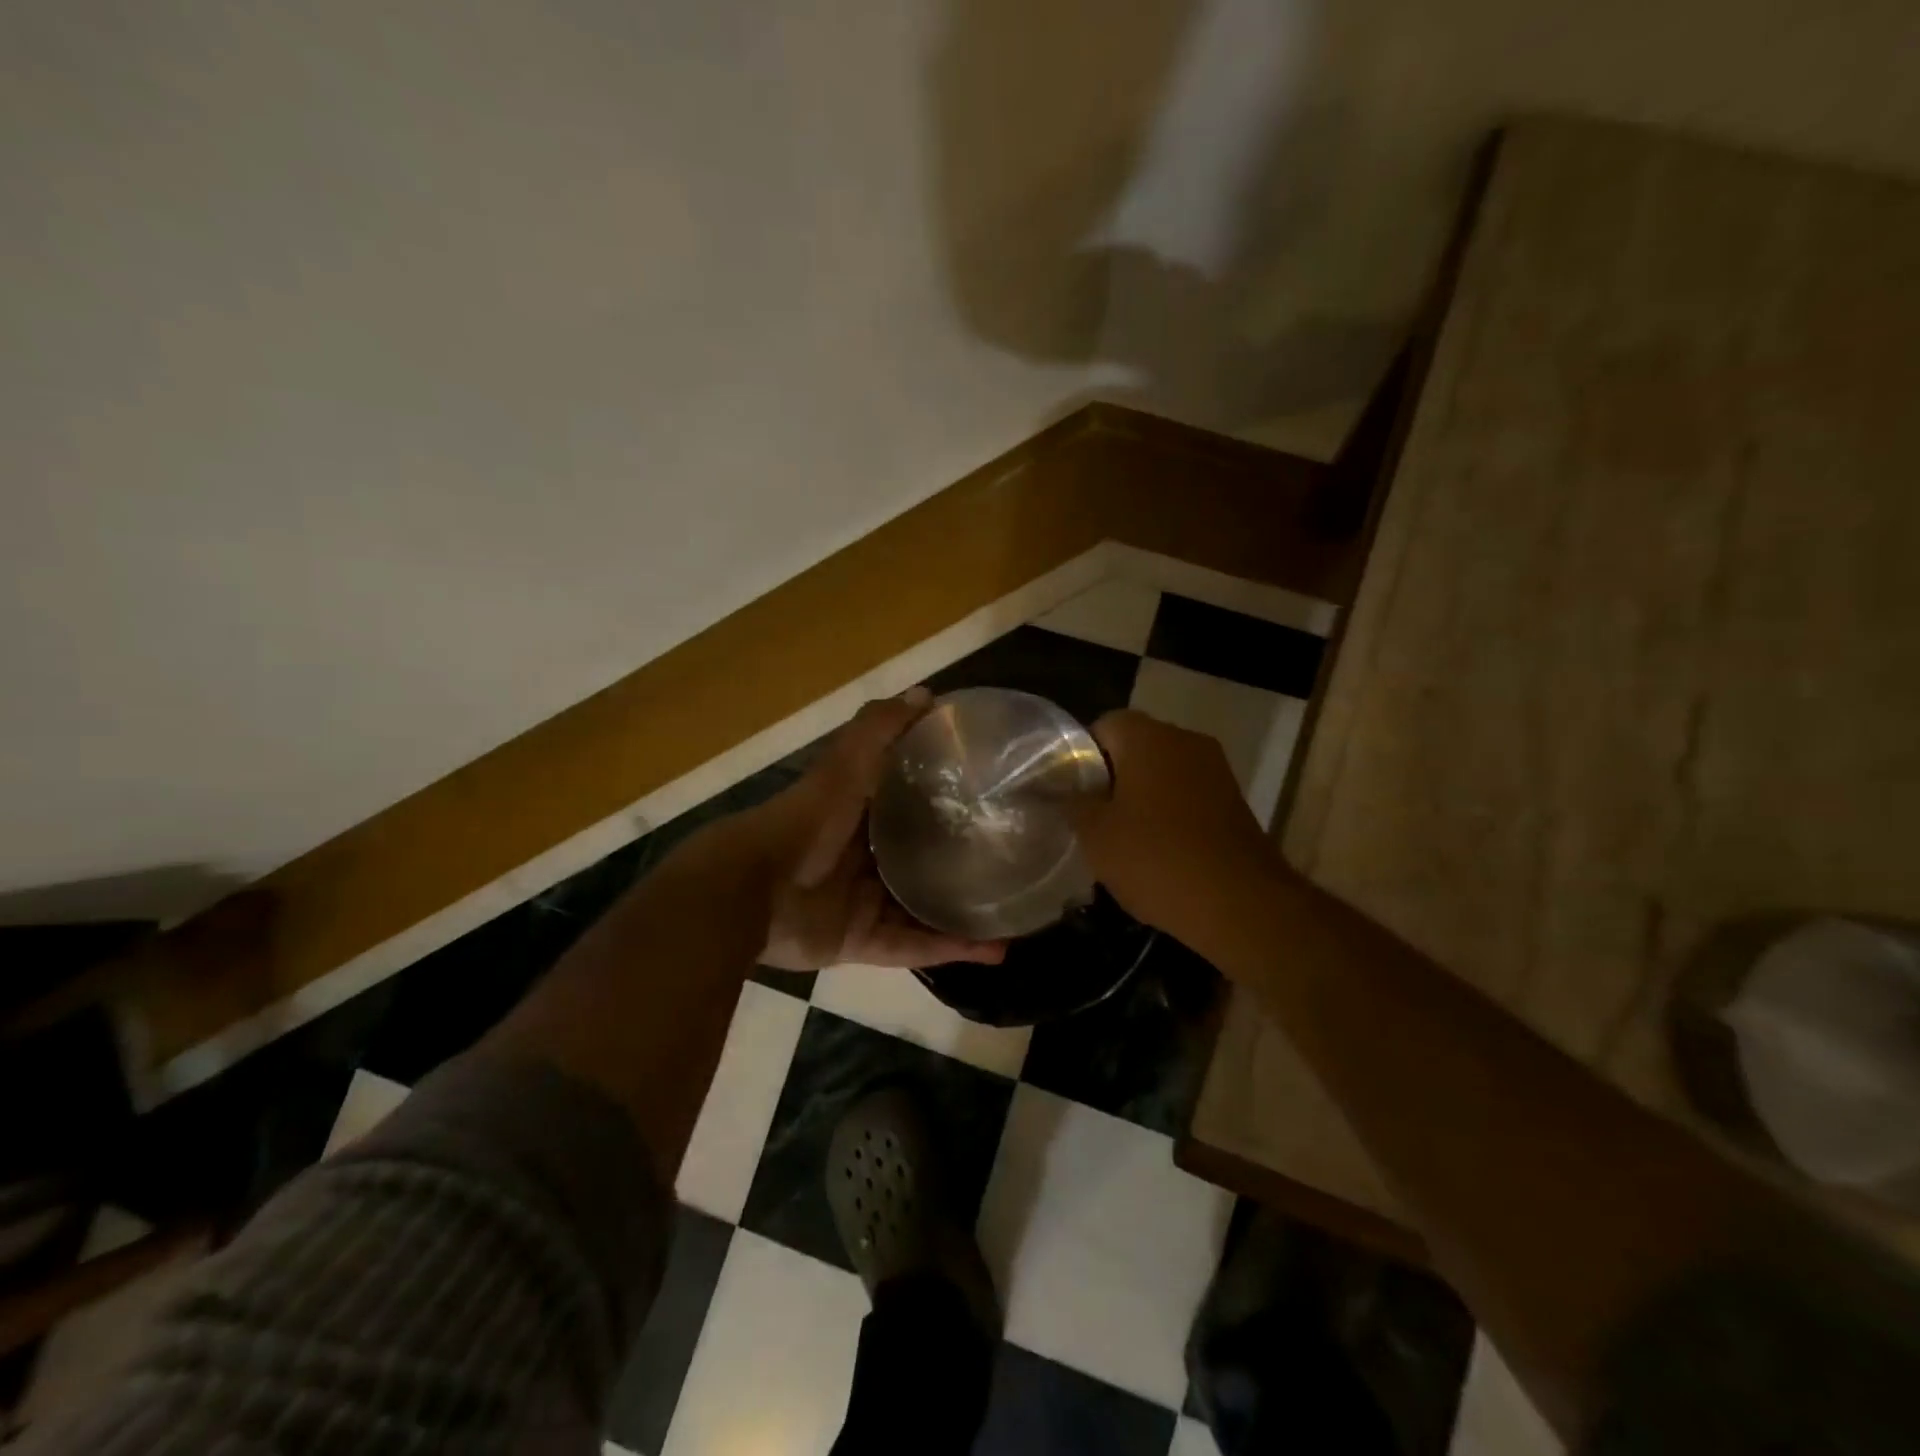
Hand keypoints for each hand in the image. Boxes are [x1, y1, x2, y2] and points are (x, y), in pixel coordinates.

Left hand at [753, 688, 1007, 970]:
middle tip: (1012, 862)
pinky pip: (914, 947)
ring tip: (1017, 914)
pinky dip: (950, 949)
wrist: (751, 889)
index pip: (911, 807)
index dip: (947, 803)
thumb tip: (927, 694)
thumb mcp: (844, 765)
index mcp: (860, 817)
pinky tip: (994, 950)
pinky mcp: (861, 942)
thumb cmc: (805, 820)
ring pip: (924, 910)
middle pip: (921, 862)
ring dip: (966, 916)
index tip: (990, 800)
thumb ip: (879, 730)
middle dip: (961, 865)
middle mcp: (864, 860)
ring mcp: (862, 904)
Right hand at [1073, 710, 1286, 946]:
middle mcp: (1186, 741)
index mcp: (1149, 737)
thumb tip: (1058, 790)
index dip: (1081, 756)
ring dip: (1142, 797)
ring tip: (1122, 838)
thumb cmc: (1156, 859)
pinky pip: (1188, 795)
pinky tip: (1158, 851)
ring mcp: (1216, 770)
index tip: (1070, 793)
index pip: (1103, 725)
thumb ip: (1072, 804)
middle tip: (1091, 817)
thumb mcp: (1095, 835)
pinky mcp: (1234, 801)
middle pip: (1136, 747)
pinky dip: (1170, 814)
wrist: (1240, 904)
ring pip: (1164, 772)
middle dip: (1111, 778)